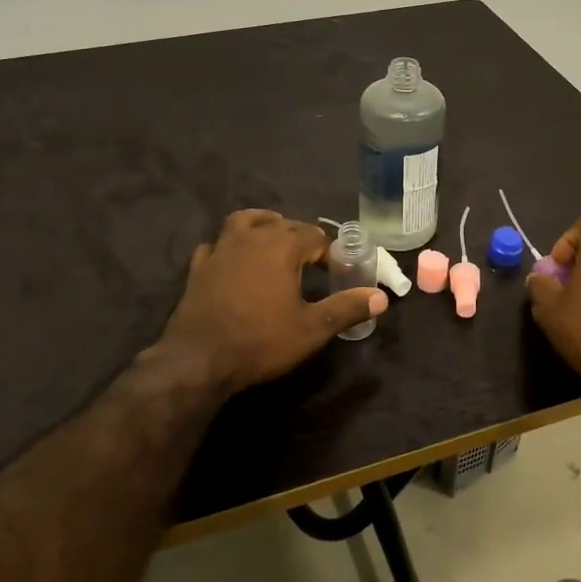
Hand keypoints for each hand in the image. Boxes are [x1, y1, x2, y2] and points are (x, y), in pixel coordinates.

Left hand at [156, 210, 387, 396]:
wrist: (199, 360)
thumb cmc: (261, 341)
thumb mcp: (312, 328)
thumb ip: (347, 308)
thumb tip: (381, 297)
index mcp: (281, 246)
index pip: (315, 235)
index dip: (330, 251)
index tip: (338, 270)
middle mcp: (251, 238)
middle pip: (283, 224)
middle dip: (301, 237)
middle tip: (314, 260)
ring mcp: (221, 250)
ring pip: (244, 222)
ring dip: (263, 225)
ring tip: (274, 238)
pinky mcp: (199, 267)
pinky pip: (216, 244)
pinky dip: (229, 246)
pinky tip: (233, 259)